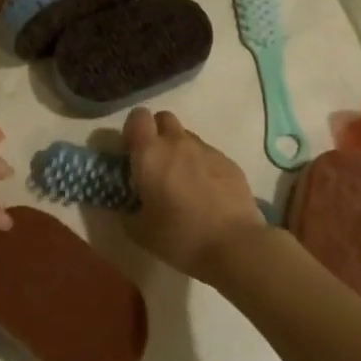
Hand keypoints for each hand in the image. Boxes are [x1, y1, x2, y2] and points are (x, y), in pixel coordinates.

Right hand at [123, 108, 269, 280]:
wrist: (234, 244)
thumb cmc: (180, 236)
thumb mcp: (140, 232)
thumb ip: (127, 212)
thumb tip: (126, 206)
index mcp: (150, 154)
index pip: (137, 116)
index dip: (133, 129)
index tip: (132, 151)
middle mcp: (177, 142)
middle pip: (164, 118)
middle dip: (157, 133)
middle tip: (157, 163)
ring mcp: (206, 149)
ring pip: (187, 137)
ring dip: (181, 151)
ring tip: (184, 182)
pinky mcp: (229, 161)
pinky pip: (209, 154)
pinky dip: (203, 166)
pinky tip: (207, 193)